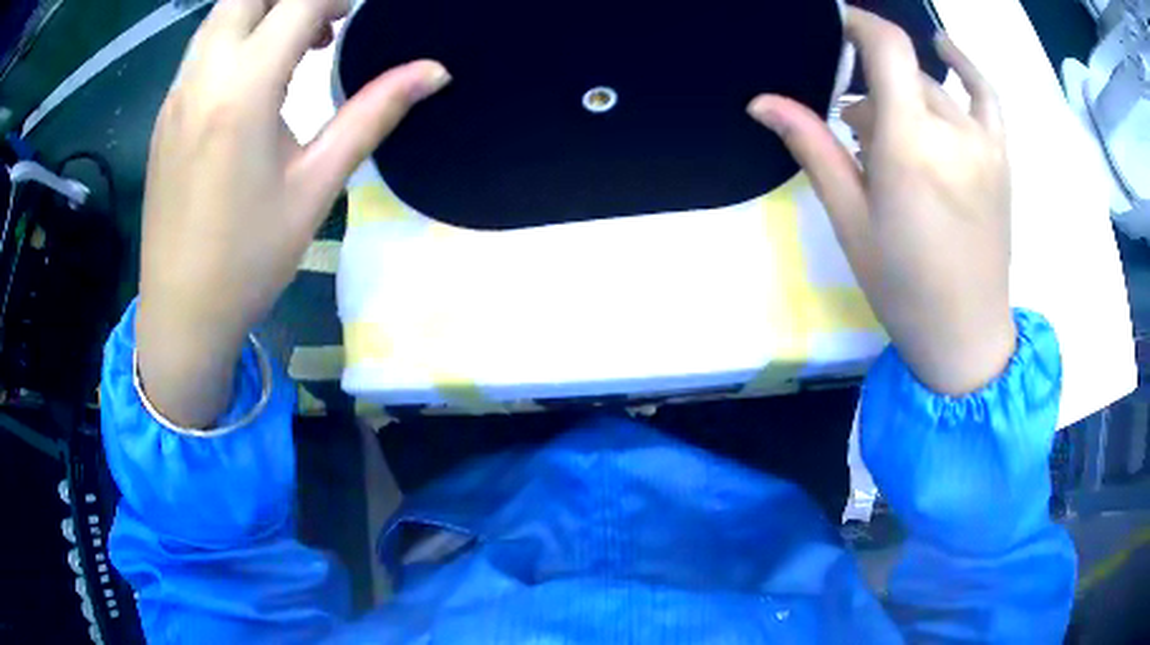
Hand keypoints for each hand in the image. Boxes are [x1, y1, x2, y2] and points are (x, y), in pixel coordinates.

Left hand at [136, 0, 449, 425]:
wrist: (181, 313)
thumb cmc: (249, 258)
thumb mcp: (317, 185)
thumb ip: (374, 112)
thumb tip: (435, 71)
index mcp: (243, 89)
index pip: (298, 3)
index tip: (358, 17)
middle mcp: (202, 76)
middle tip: (328, 23)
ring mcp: (176, 94)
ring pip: (221, 15)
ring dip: (265, 11)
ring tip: (300, 46)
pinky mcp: (166, 114)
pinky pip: (203, 49)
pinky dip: (238, 38)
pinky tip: (257, 80)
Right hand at [748, 8, 1013, 395]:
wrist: (966, 333)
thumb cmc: (903, 286)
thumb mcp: (852, 220)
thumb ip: (814, 148)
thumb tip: (762, 101)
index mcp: (910, 146)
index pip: (887, 48)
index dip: (856, 23)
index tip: (832, 26)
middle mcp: (951, 131)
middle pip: (903, 75)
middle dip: (871, 90)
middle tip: (856, 136)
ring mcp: (983, 143)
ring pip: (934, 89)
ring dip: (904, 96)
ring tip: (893, 138)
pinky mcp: (1000, 157)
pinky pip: (985, 95)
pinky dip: (964, 66)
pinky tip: (945, 50)